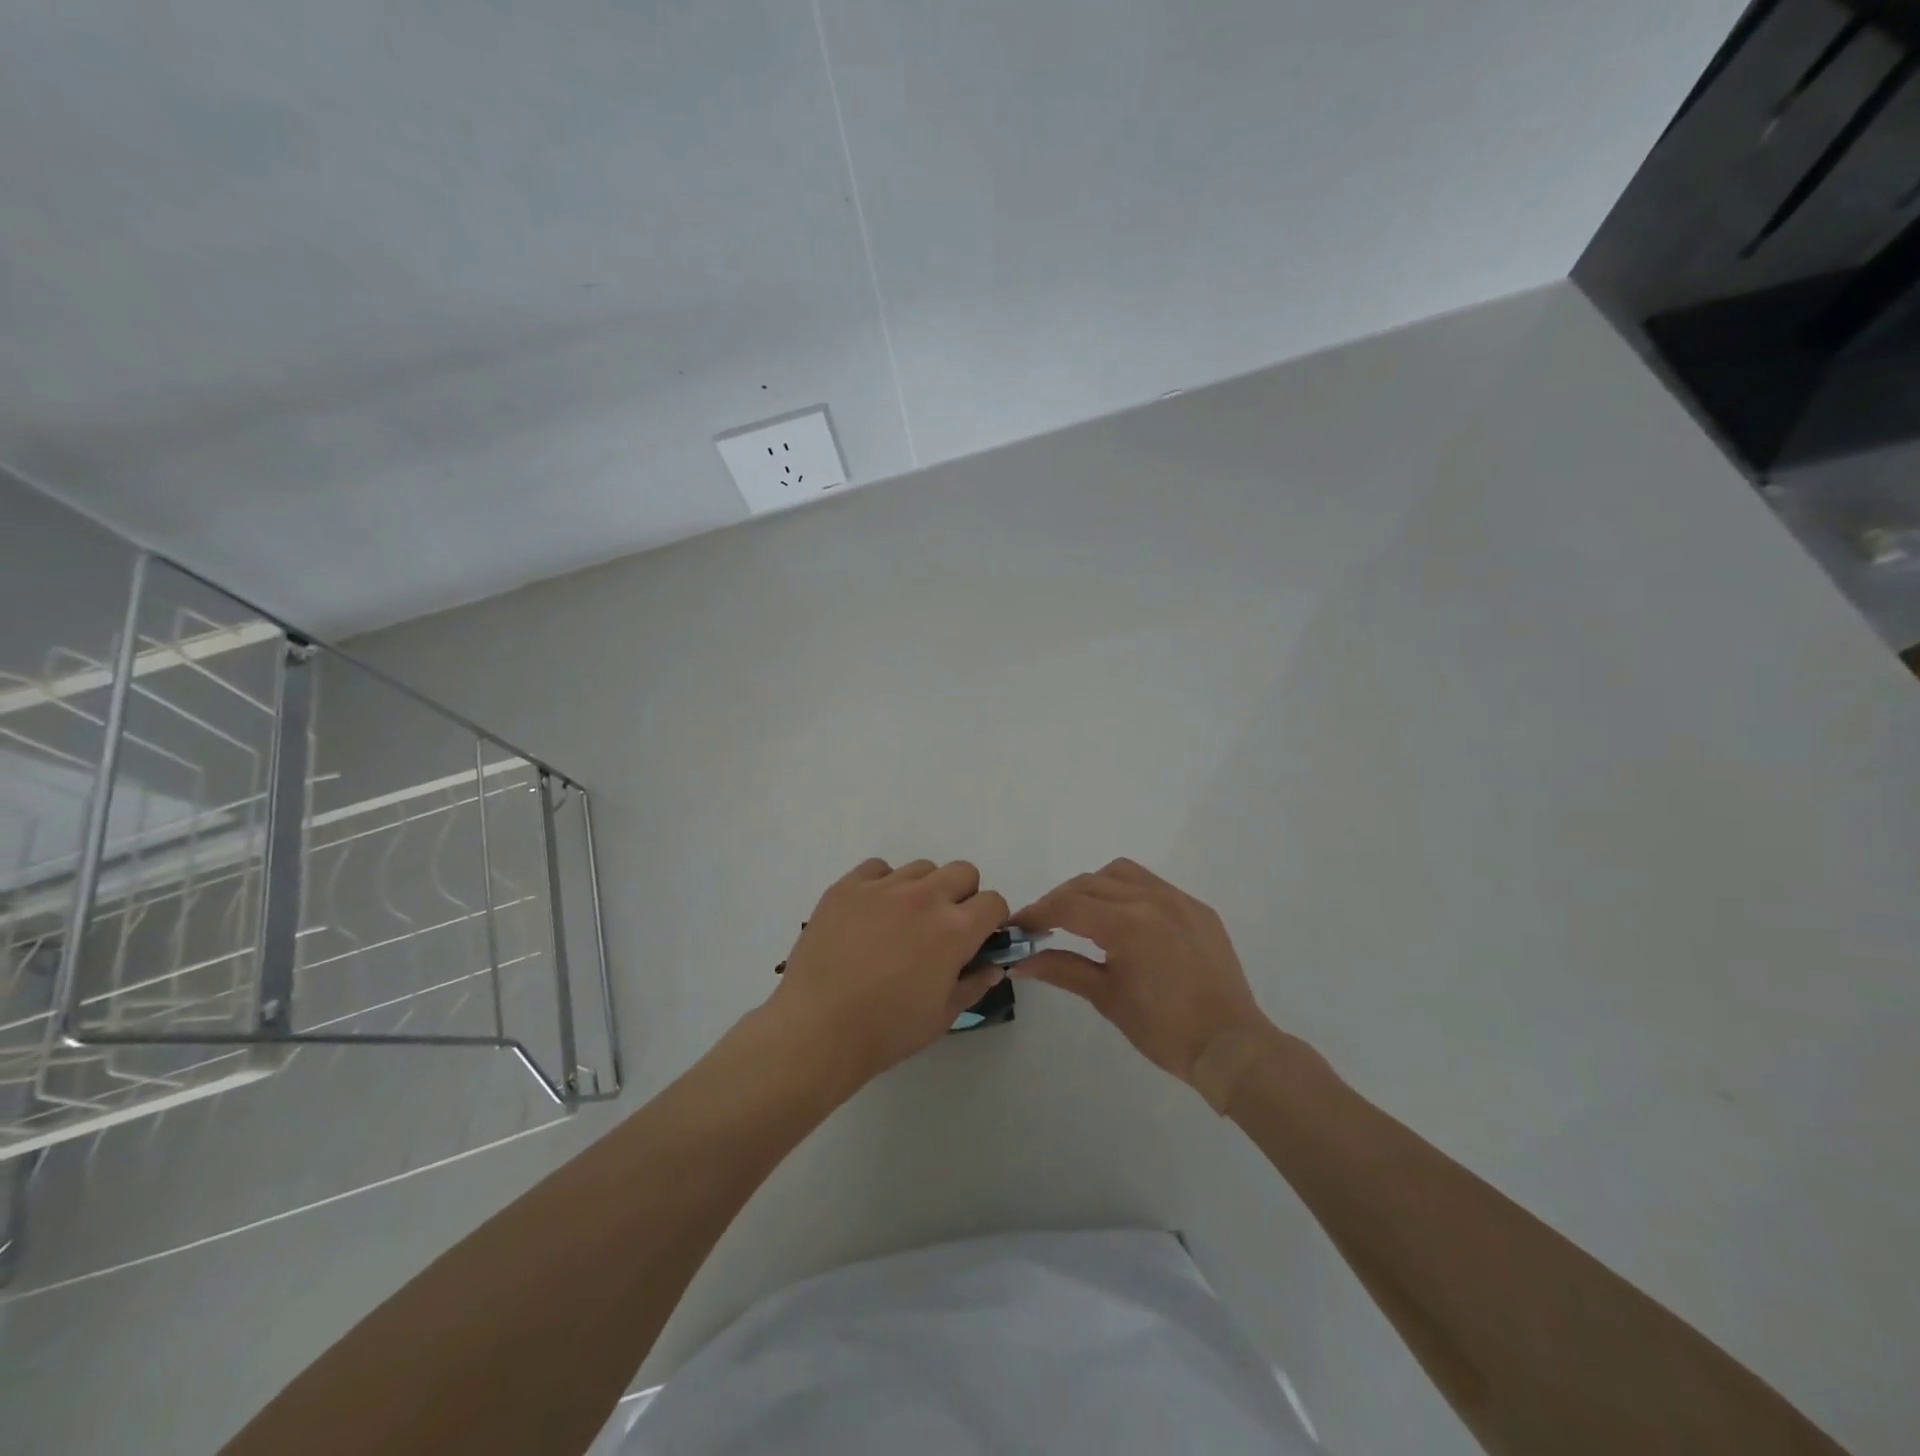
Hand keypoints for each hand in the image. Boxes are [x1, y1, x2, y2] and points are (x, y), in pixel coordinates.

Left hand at [768, 858, 1009, 1086]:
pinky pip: (878, 869)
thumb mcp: (942, 1016)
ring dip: (924, 889)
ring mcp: (883, 887)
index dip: (990, 921)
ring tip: (902, 922)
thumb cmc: (886, 1030)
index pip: (993, 901)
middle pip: (963, 872)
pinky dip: (883, 885)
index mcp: (955, 929)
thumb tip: (992, 965)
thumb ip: (973, 984)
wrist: (816, 1030)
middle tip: (942, 928)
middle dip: (962, 897)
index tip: (977, 939)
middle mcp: (925, 897)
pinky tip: (870, 915)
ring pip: (922, 868)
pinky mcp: (848, 886)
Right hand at [1013, 859, 1270, 1085]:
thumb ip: (1062, 970)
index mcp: (1126, 924)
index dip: (1036, 913)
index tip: (1016, 926)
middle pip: (1089, 883)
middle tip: (1041, 925)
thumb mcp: (1107, 998)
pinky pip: (1153, 884)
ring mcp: (1178, 900)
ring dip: (1093, 886)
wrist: (1230, 1046)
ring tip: (1082, 913)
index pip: (1067, 906)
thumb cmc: (1163, 1029)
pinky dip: (1127, 891)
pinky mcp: (1197, 909)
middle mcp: (1151, 899)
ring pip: (1121, 873)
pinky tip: (1123, 917)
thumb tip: (1020, 963)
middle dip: (1059, 900)